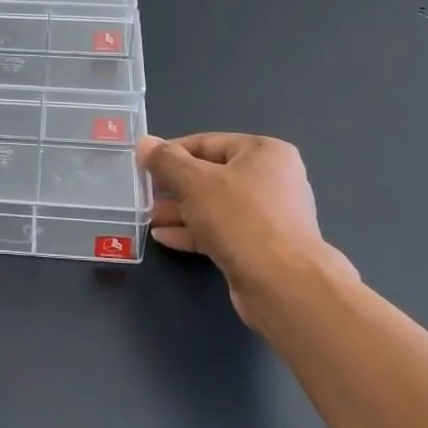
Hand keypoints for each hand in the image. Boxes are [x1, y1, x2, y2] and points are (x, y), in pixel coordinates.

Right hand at [136, 133, 349, 325]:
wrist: (284, 285)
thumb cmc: (241, 218)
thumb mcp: (194, 182)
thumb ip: (166, 160)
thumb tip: (144, 142)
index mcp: (264, 152)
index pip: (207, 143)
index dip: (172, 152)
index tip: (144, 165)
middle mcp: (272, 180)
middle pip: (211, 175)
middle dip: (175, 185)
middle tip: (144, 193)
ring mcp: (269, 217)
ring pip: (214, 206)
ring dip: (181, 210)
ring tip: (149, 217)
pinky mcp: (261, 247)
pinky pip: (221, 231)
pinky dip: (194, 232)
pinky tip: (164, 237)